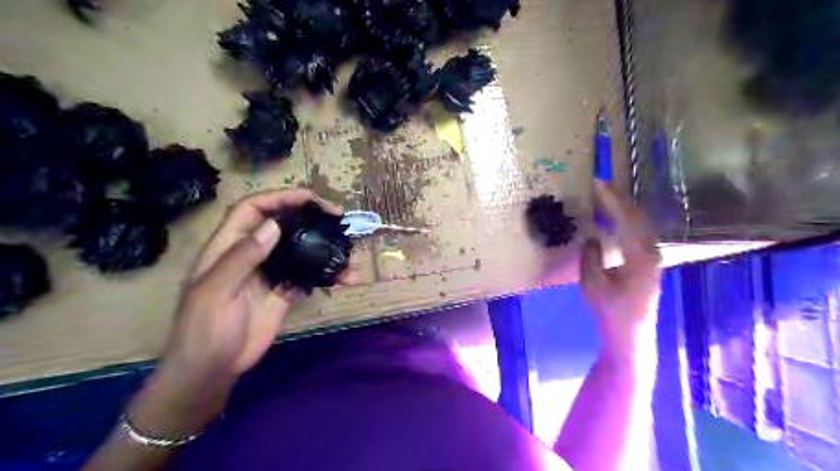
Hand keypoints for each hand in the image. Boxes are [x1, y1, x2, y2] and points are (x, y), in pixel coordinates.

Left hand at [125, 190, 347, 438]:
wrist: (212, 370)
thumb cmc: (203, 329)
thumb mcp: (215, 291)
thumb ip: (242, 257)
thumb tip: (274, 225)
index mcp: (229, 246)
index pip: (255, 208)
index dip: (282, 197)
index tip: (312, 199)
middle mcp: (253, 254)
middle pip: (283, 224)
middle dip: (311, 216)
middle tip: (339, 218)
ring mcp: (271, 273)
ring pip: (301, 249)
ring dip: (325, 247)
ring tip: (349, 250)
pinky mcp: (285, 292)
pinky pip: (308, 276)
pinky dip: (327, 274)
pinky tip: (344, 278)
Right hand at [582, 181, 659, 361]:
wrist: (630, 335)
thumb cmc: (610, 311)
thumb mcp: (592, 283)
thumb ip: (590, 256)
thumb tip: (592, 237)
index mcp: (640, 256)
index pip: (626, 219)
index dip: (611, 200)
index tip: (597, 184)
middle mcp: (651, 252)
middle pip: (637, 217)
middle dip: (618, 198)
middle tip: (600, 184)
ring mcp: (651, 257)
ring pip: (639, 224)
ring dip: (622, 208)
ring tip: (604, 197)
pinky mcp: (647, 262)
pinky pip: (637, 232)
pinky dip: (624, 220)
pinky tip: (612, 219)